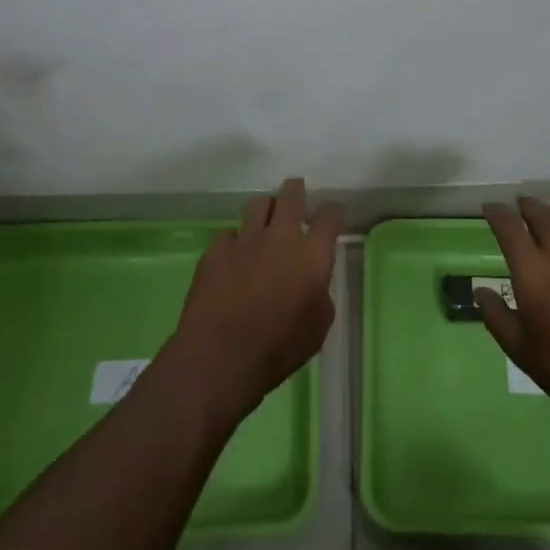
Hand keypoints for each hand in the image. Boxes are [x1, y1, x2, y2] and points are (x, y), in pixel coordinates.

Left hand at [161, 177, 341, 430]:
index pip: (330, 216)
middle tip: (296, 196)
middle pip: (291, 194)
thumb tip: (312, 282)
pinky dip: (235, 242)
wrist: (220, 357)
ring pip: (258, 204)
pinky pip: (229, 234)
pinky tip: (233, 258)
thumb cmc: (278, 348)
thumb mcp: (318, 327)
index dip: (333, 212)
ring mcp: (245, 239)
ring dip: (266, 211)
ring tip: (264, 223)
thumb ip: (320, 293)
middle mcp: (281, 236)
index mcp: (312, 254)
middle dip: (296, 191)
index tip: (332, 215)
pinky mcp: (216, 250)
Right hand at [477, 197, 549, 435]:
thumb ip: (497, 316)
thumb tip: (480, 292)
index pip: (509, 228)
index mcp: (532, 271)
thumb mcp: (519, 348)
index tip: (489, 207)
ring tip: (547, 212)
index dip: (497, 213)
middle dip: (528, 206)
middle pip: (542, 215)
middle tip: (520, 204)